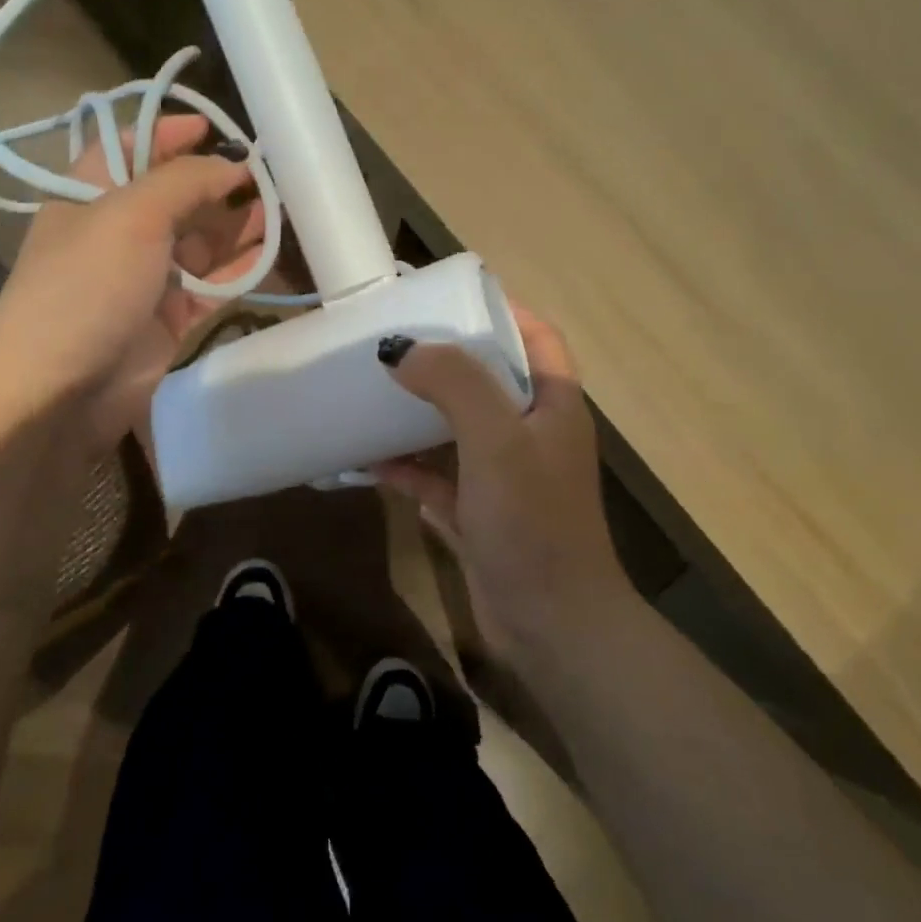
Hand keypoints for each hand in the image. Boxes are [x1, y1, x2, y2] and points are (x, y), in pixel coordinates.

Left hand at [0, 114, 262, 449]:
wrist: (59, 392)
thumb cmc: (86, 287)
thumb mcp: (131, 216)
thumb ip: (184, 181)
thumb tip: (230, 164)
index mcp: (90, 194)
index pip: (130, 148)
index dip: (169, 133)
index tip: (216, 127)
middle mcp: (118, 231)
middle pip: (176, 195)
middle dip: (217, 182)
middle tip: (268, 176)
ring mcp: (145, 277)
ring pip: (200, 241)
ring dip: (236, 225)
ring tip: (281, 211)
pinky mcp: (169, 317)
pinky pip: (212, 284)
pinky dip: (239, 269)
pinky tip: (270, 253)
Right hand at [372, 306, 631, 654]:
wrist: (552, 626)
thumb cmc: (533, 520)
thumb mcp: (497, 440)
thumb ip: (455, 384)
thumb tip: (401, 348)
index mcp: (553, 403)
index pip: (536, 336)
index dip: (500, 309)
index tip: (447, 296)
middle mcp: (533, 432)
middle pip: (490, 378)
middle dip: (447, 358)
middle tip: (397, 340)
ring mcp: (506, 475)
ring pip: (458, 427)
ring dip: (419, 412)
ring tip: (374, 389)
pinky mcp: (480, 513)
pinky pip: (438, 477)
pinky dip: (407, 467)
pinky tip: (366, 462)